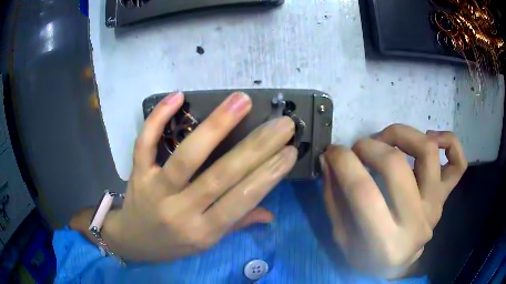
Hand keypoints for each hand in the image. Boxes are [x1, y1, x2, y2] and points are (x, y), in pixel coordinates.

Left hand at [102, 92, 296, 260]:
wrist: (133, 241)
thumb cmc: (172, 245)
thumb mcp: (206, 244)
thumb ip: (237, 224)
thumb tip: (270, 214)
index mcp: (203, 232)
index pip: (241, 201)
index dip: (268, 175)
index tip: (290, 151)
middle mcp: (180, 211)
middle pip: (220, 176)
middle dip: (256, 147)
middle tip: (282, 123)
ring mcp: (155, 190)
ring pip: (186, 156)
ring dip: (216, 126)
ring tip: (241, 101)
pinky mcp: (137, 173)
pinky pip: (145, 143)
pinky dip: (158, 118)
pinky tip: (178, 96)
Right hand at [320, 124, 467, 278]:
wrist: (396, 265)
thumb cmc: (365, 256)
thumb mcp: (341, 236)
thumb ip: (334, 198)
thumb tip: (329, 159)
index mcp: (385, 243)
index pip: (363, 191)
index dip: (343, 162)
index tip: (332, 151)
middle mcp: (417, 224)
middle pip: (396, 166)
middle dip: (368, 147)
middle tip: (357, 148)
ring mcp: (435, 207)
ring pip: (428, 152)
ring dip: (401, 134)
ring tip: (385, 139)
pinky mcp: (444, 198)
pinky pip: (459, 163)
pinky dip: (448, 141)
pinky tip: (430, 138)